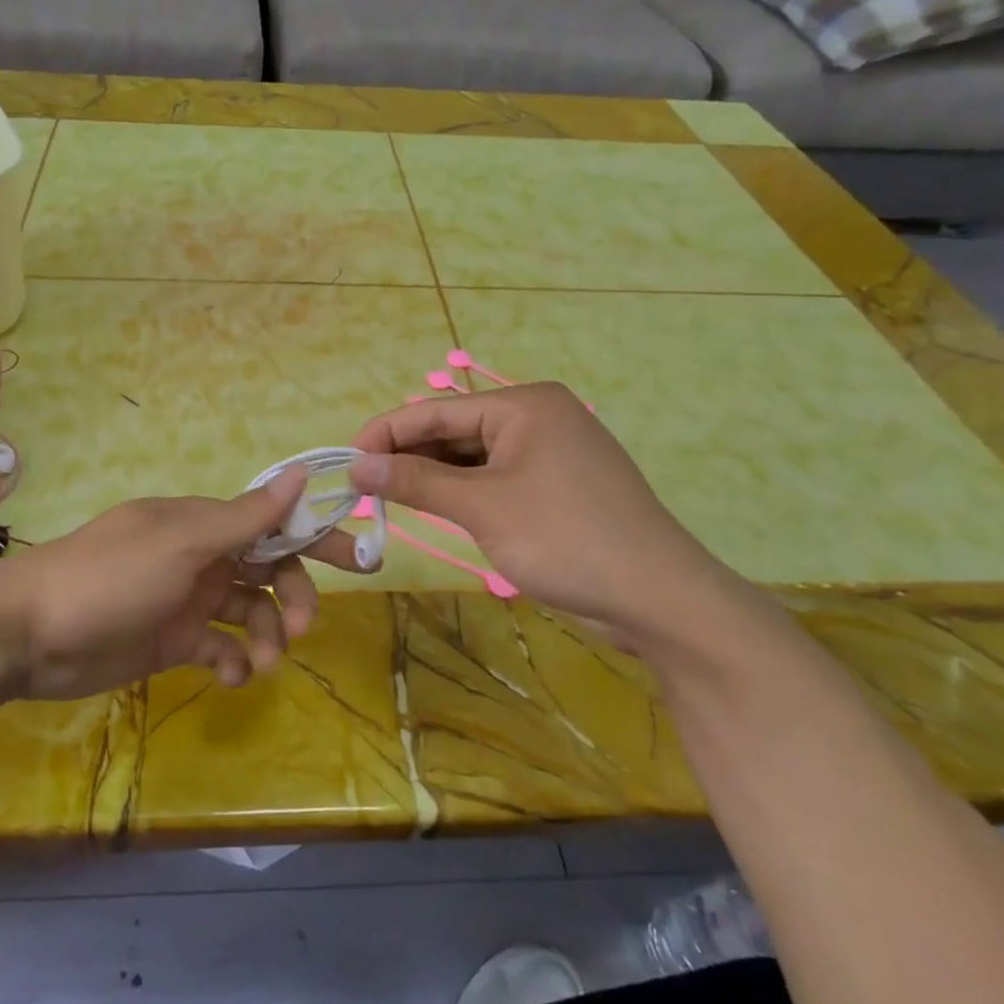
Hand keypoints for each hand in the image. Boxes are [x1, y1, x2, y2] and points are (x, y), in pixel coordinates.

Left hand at [0, 466, 365, 701]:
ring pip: (247, 611)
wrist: (25, 634)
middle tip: (301, 628)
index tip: (357, 560)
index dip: (314, 537)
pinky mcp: (170, 640)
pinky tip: (234, 676)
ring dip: (265, 635)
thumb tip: (299, 474)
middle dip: (292, 595)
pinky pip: (218, 646)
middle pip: (267, 569)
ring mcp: (185, 599)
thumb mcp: (181, 544)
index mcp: (203, 523)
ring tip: (264, 664)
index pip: (272, 523)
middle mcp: (199, 555)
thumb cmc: (109, 578)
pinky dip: (233, 660)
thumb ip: (244, 517)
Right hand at [349, 384, 742, 649]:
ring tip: (386, 497)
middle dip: (408, 455)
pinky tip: (433, 506)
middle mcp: (537, 417)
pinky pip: (495, 477)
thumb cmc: (566, 538)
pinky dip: (462, 491)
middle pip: (455, 430)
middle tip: (362, 485)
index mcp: (524, 405)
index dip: (386, 432)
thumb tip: (356, 464)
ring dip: (433, 475)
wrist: (659, 598)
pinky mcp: (555, 485)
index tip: (345, 460)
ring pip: (473, 456)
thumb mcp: (482, 507)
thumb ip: (416, 480)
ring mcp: (549, 452)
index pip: (437, 410)